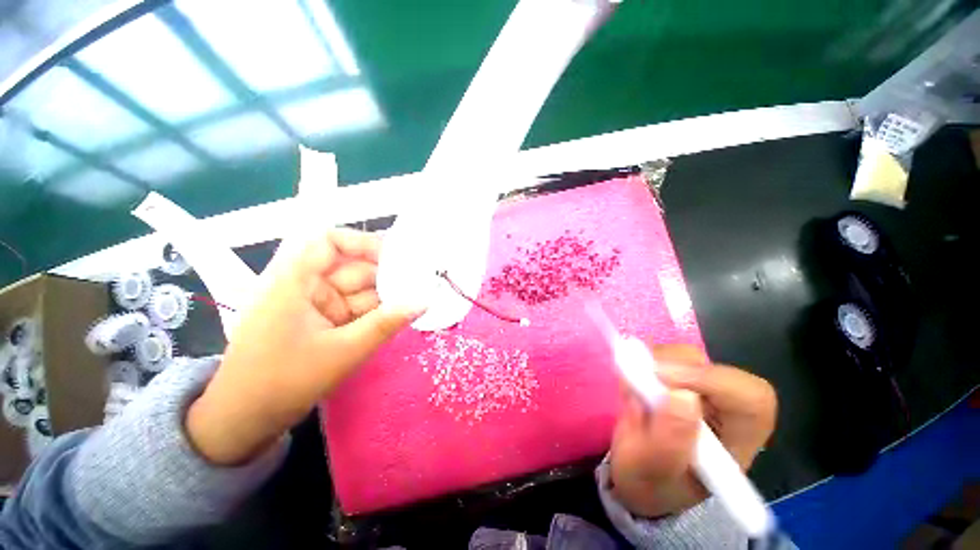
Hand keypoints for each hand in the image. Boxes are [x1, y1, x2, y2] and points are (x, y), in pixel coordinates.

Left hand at [186, 229, 422, 465]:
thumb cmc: (284, 382)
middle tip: (422, 283)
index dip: (364, 242)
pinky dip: (376, 311)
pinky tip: (398, 316)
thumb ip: (386, 324)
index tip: (398, 257)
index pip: (329, 241)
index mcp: (295, 280)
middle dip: (386, 275)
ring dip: (385, 296)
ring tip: (417, 299)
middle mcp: (305, 285)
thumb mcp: (342, 352)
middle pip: (351, 267)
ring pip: (357, 289)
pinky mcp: (322, 320)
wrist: (245, 421)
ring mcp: (314, 303)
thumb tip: (424, 301)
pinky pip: (355, 307)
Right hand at [609, 344, 776, 517]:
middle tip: (637, 377)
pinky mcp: (676, 380)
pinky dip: (642, 362)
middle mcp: (724, 411)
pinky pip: (663, 356)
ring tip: (631, 389)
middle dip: (671, 367)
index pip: (751, 399)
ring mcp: (699, 392)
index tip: (663, 380)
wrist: (635, 476)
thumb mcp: (650, 471)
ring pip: (686, 357)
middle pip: (714, 368)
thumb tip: (683, 396)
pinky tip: (632, 383)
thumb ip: (668, 441)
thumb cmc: (647, 482)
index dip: (712, 380)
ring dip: (652, 363)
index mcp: (736, 442)